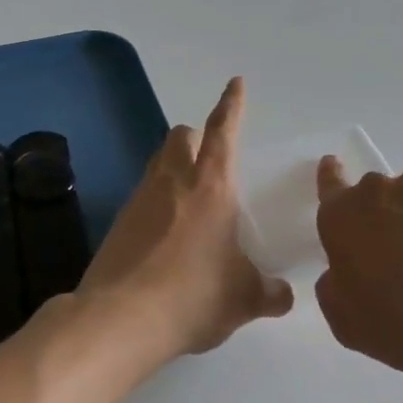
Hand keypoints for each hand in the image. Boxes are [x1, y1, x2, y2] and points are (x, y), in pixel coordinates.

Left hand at [76, 78, 293, 361]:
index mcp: (211, 187)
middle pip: (181, 136)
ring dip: (174, 165)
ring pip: (157, 163)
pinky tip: (167, 232)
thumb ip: (268, 293)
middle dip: (197, 135)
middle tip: (211, 156)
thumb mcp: (243, 299)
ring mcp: (139, 200)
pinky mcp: (118, 223)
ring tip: (191, 196)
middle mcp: (172, 182)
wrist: (119, 319)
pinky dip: (157, 200)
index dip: (232, 105)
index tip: (236, 83)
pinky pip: (142, 196)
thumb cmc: (193, 296)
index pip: (223, 132)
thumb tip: (283, 296)